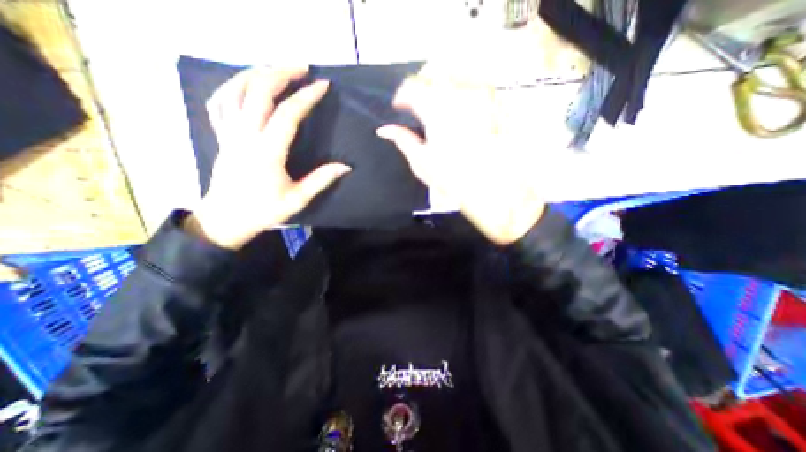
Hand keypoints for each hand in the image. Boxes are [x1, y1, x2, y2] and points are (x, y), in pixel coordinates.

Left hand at [192, 66, 353, 249]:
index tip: (322, 85)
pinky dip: (232, 86)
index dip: (306, 97)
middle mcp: (245, 136)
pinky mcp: (221, 135)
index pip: (287, 115)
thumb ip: (321, 180)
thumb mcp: (297, 200)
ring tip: (276, 68)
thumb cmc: (264, 211)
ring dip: (256, 73)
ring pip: (235, 90)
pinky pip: (220, 101)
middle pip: (258, 92)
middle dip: (281, 74)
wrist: (227, 218)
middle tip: (302, 67)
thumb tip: (346, 167)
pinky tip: (246, 83)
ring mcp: (229, 133)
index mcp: (267, 153)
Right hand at [380, 77, 547, 247]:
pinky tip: (459, 110)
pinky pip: (474, 85)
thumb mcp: (422, 162)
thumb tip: (384, 130)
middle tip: (417, 105)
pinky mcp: (495, 103)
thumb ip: (402, 140)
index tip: (400, 107)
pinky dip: (460, 91)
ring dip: (440, 86)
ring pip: (454, 75)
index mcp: (436, 110)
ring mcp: (480, 96)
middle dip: (420, 85)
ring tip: (437, 106)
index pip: (411, 87)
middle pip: (433, 73)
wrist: (492, 189)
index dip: (401, 96)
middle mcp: (458, 95)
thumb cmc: (453, 179)